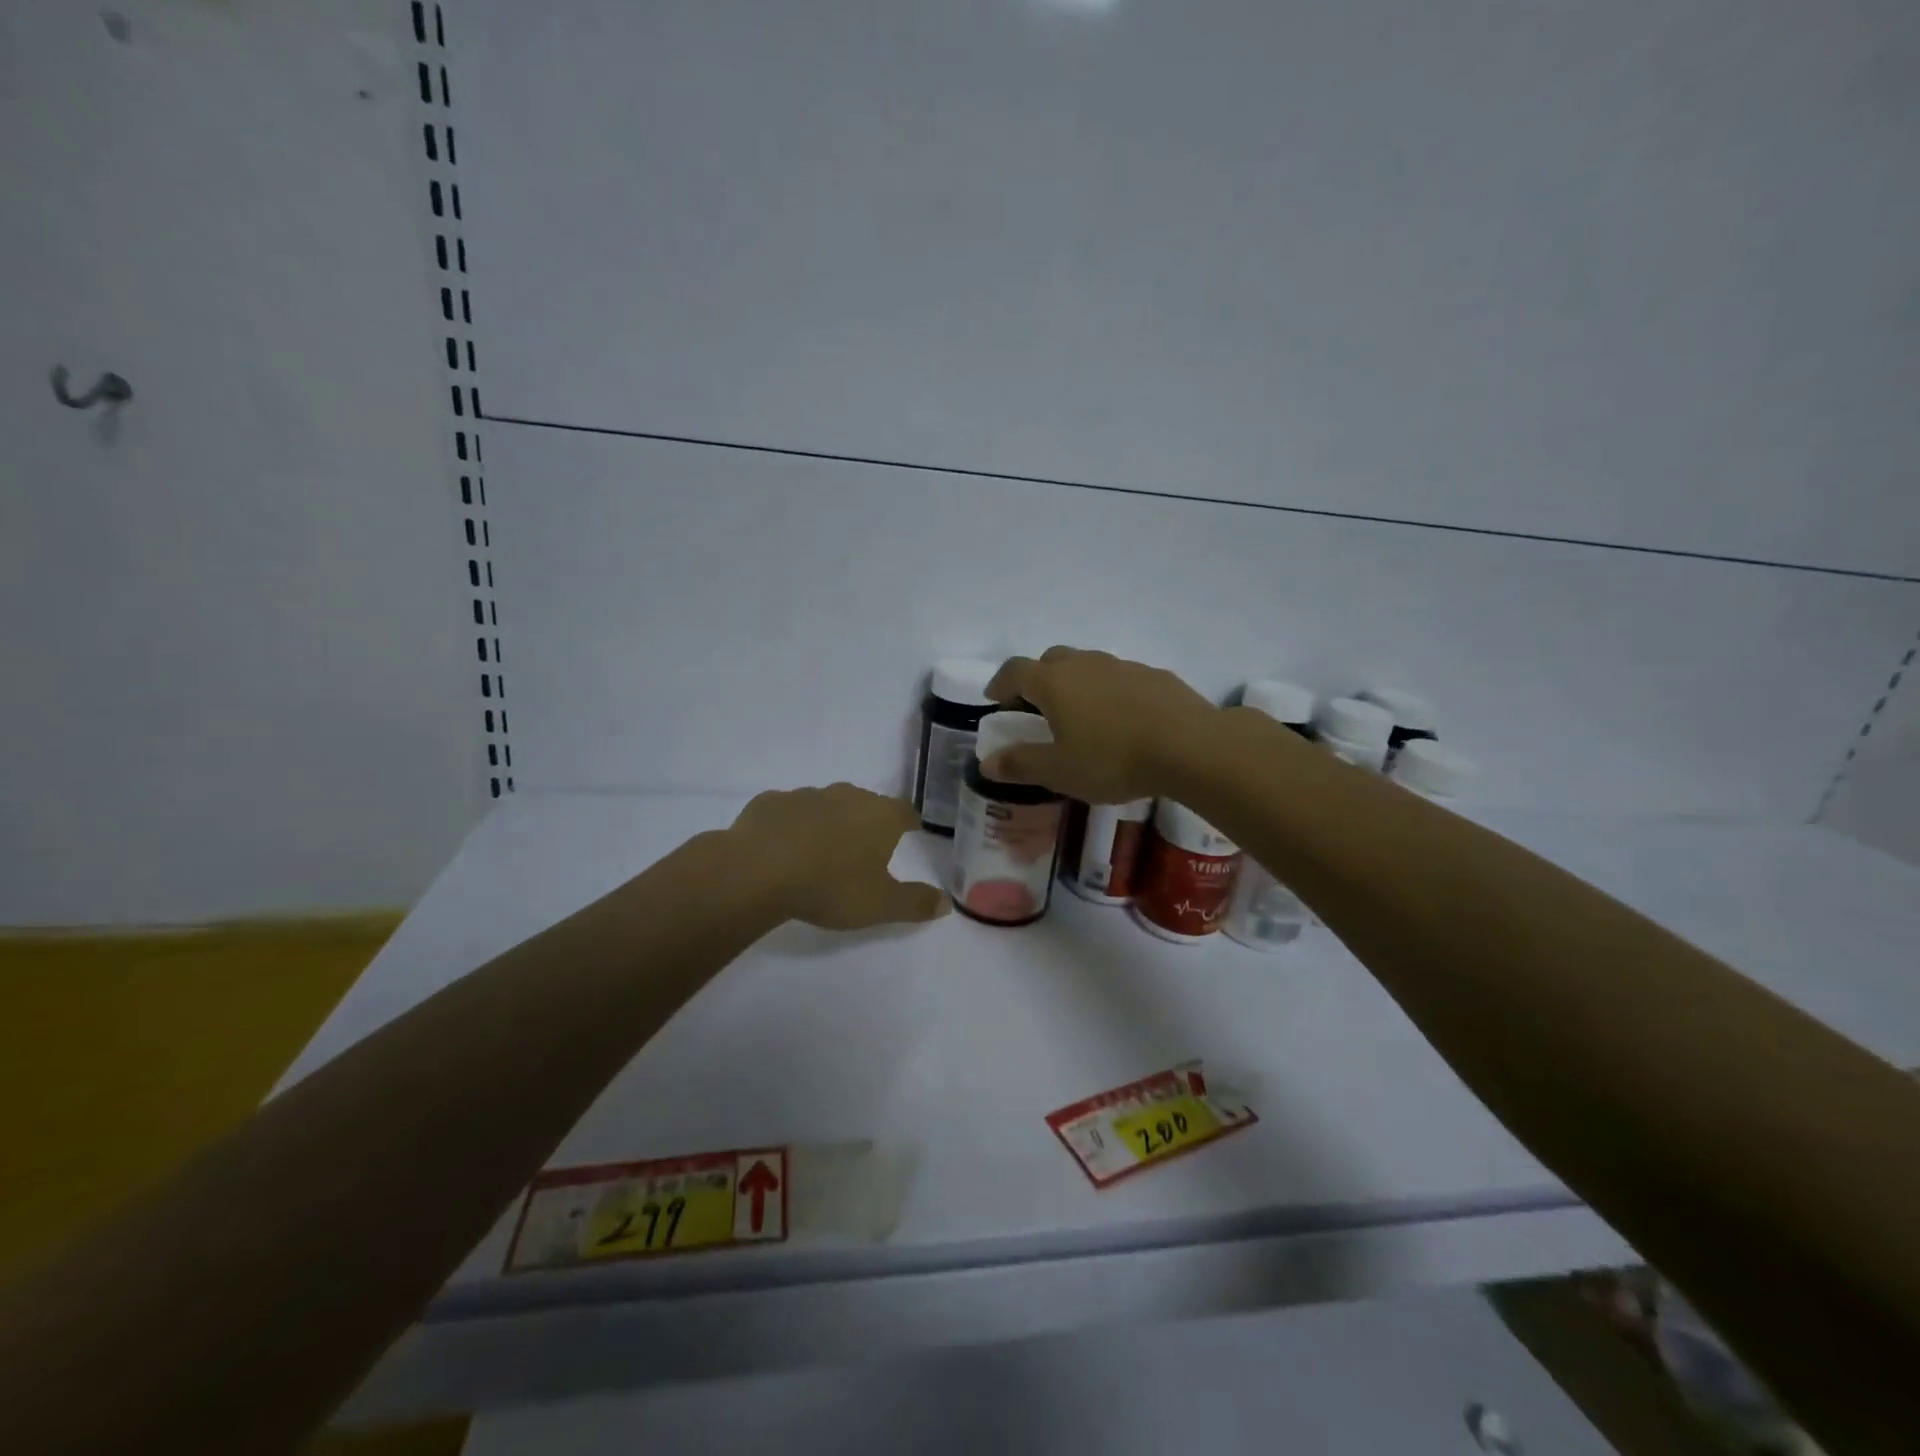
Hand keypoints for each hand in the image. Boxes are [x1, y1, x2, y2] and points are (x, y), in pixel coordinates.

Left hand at [728, 784, 948, 929]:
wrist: (758, 869)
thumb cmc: (831, 886)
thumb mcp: (881, 905)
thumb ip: (916, 903)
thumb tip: (946, 902)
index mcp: (880, 816)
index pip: (905, 812)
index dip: (909, 823)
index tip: (910, 833)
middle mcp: (846, 796)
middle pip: (866, 804)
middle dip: (867, 821)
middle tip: (864, 846)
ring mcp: (806, 795)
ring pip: (826, 804)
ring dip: (828, 822)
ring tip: (822, 850)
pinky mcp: (770, 802)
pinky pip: (788, 811)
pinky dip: (791, 825)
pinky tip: (783, 847)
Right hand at [983, 647, 1221, 802]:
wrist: (1190, 746)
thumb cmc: (1113, 759)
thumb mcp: (1059, 771)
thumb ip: (1021, 764)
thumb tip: (987, 762)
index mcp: (1054, 683)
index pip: (1015, 671)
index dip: (1000, 683)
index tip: (995, 699)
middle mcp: (1085, 664)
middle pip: (1050, 660)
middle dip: (1037, 679)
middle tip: (1036, 708)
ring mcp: (1122, 665)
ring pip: (1087, 665)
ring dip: (1074, 683)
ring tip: (1080, 715)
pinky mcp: (1154, 675)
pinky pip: (1119, 677)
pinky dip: (1108, 691)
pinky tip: (1121, 719)